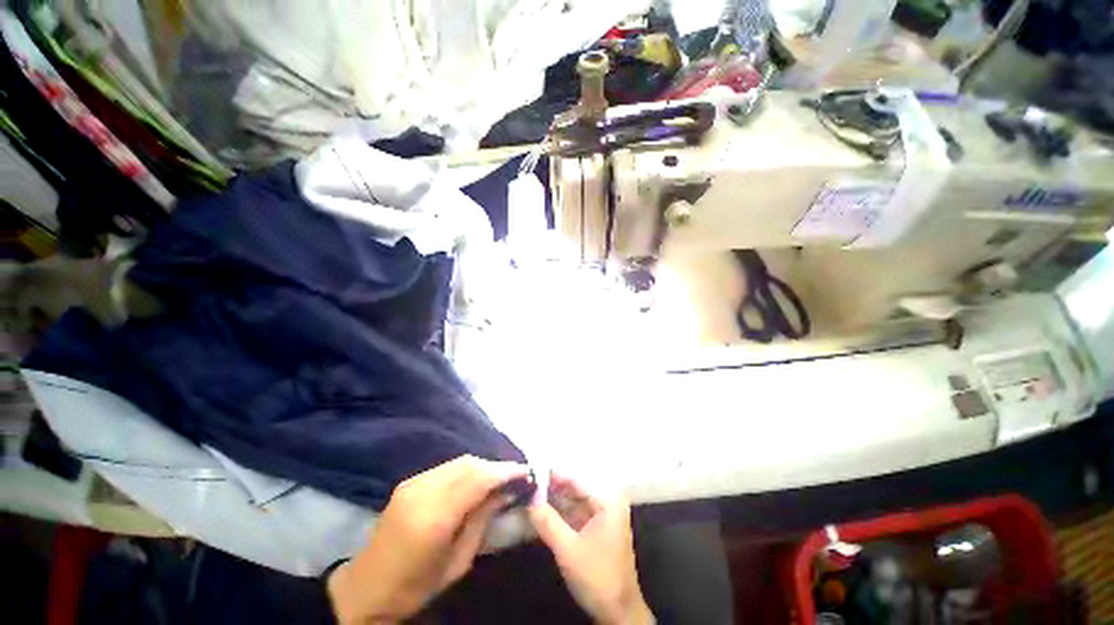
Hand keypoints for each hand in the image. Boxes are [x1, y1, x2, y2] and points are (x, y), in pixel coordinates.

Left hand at [328, 455, 528, 623]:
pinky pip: (447, 467)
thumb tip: (507, 491)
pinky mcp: (409, 481)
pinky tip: (476, 481)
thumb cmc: (415, 587)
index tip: (527, 473)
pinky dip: (467, 469)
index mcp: (434, 516)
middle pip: (470, 463)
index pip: (478, 478)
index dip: (505, 471)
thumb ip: (483, 519)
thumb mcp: (458, 561)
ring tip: (499, 479)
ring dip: (483, 466)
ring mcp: (413, 482)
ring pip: (460, 461)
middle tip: (516, 477)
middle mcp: (423, 490)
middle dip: (496, 466)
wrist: (365, 590)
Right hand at [529, 474, 653, 624]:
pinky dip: (559, 514)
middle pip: (574, 490)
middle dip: (551, 488)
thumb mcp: (568, 549)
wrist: (618, 613)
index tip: (531, 469)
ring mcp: (602, 518)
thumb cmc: (597, 577)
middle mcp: (606, 504)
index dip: (553, 475)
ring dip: (553, 501)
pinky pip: (574, 515)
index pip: (576, 480)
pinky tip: (541, 511)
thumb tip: (529, 497)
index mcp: (607, 502)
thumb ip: (547, 521)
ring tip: (529, 494)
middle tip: (527, 483)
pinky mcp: (595, 531)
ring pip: (573, 503)